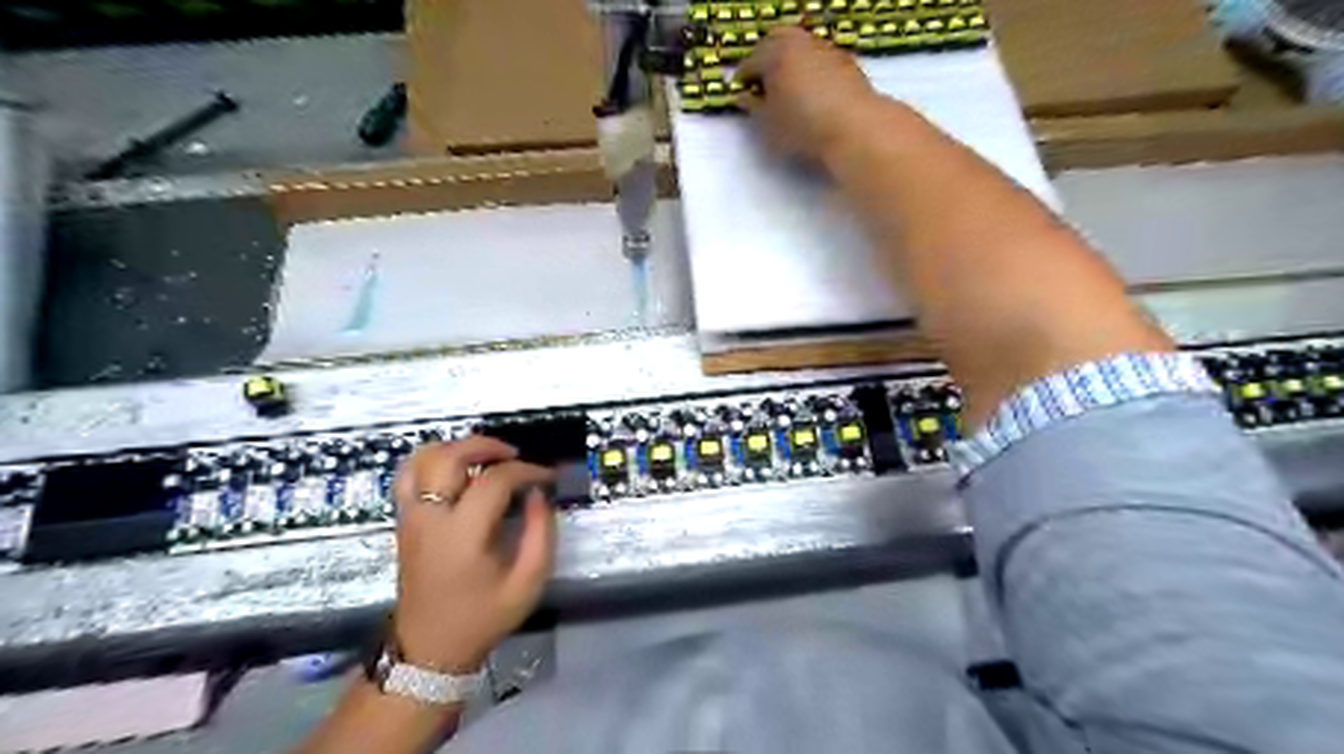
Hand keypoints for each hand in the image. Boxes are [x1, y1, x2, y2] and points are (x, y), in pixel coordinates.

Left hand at [390, 434, 556, 670]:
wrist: (429, 649)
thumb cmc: (482, 617)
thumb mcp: (528, 582)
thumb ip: (541, 533)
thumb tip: (539, 494)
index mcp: (462, 534)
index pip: (494, 480)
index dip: (526, 471)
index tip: (546, 478)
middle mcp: (430, 517)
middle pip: (450, 457)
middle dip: (486, 446)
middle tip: (514, 456)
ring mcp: (411, 517)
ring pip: (423, 459)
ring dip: (457, 448)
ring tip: (485, 458)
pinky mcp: (403, 520)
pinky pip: (409, 474)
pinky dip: (432, 460)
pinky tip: (455, 469)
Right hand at [733, 27, 884, 161]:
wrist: (854, 126)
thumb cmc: (802, 126)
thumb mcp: (768, 124)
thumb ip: (752, 108)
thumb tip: (743, 97)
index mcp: (774, 56)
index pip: (750, 63)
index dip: (742, 79)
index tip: (740, 92)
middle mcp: (799, 44)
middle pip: (775, 39)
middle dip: (765, 57)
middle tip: (761, 80)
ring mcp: (825, 49)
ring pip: (800, 46)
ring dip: (789, 60)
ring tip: (787, 87)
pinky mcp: (845, 61)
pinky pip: (820, 58)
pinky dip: (810, 68)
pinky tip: (811, 90)